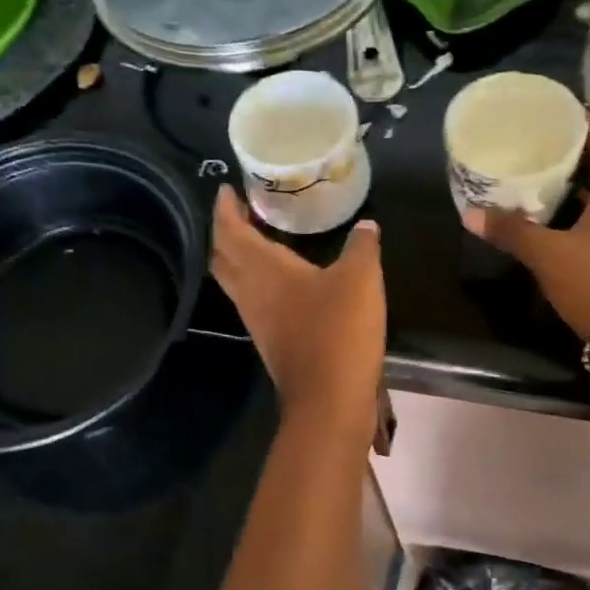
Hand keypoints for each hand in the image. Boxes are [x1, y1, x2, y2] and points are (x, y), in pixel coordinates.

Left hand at [211, 185, 385, 426]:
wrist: (329, 400)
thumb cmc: (338, 331)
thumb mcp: (361, 279)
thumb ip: (362, 247)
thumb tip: (366, 226)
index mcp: (264, 269)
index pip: (230, 231)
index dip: (224, 208)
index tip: (226, 188)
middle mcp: (251, 293)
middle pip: (223, 257)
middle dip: (226, 232)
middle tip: (242, 212)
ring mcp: (258, 321)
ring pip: (235, 281)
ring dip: (239, 258)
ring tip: (260, 239)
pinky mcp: (272, 342)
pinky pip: (254, 301)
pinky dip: (258, 281)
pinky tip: (284, 281)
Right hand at [462, 117, 589, 397]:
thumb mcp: (547, 255)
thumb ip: (511, 231)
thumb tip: (471, 214)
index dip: (580, 119)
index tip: (550, 113)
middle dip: (572, 152)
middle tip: (535, 146)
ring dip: (576, 184)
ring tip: (539, 178)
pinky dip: (582, 210)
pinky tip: (555, 220)